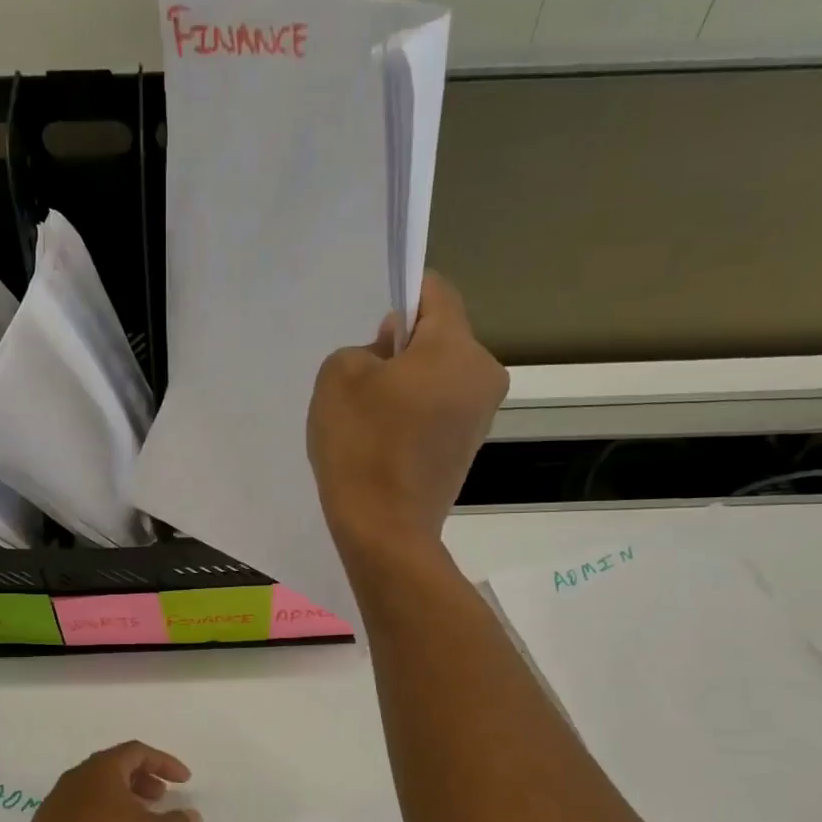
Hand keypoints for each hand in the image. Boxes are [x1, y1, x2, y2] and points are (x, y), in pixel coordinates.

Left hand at [10, 742, 200, 821]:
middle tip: (162, 799)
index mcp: (103, 768)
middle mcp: (78, 775)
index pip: (138, 751)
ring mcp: (59, 799)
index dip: (165, 763)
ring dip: (124, 799)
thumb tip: (193, 817)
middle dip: (144, 780)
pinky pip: (83, 809)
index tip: (184, 781)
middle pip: (117, 767)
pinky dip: (104, 816)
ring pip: (99, 789)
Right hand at [308, 272, 508, 566]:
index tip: (373, 329)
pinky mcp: (469, 446)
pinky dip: (416, 413)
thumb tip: (390, 355)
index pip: (436, 292)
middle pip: (440, 337)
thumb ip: (364, 347)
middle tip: (363, 383)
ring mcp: (482, 414)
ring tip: (372, 418)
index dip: (402, 295)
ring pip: (440, 374)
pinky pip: (442, 408)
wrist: (385, 529)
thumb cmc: (361, 445)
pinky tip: (387, 441)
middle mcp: (484, 374)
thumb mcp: (337, 377)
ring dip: (408, 384)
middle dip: (403, 349)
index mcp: (457, 347)